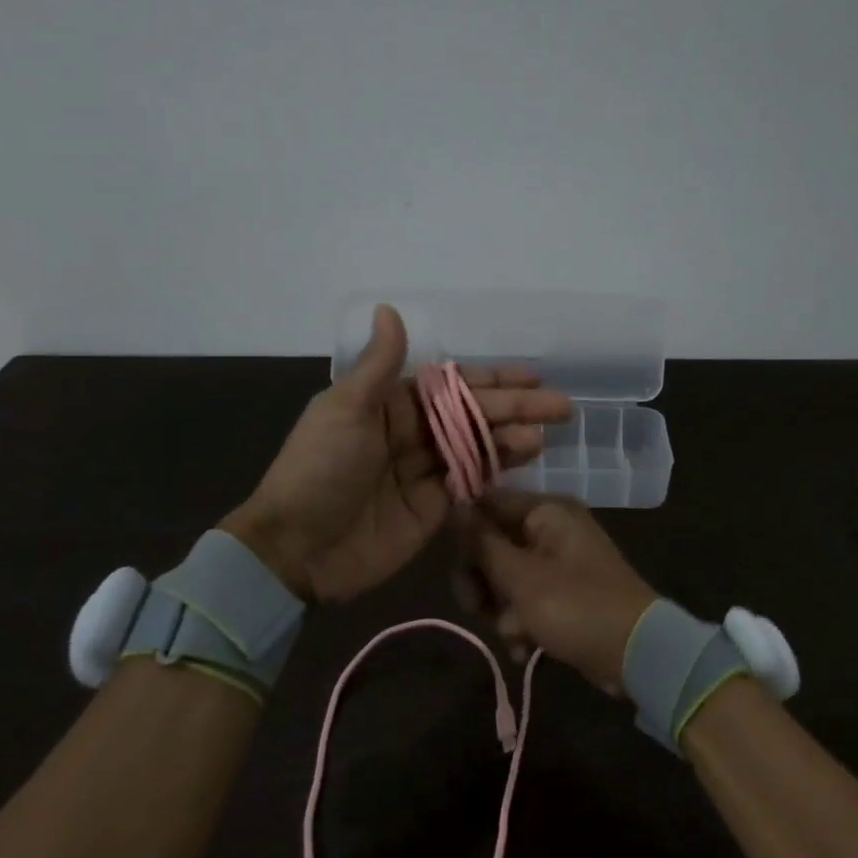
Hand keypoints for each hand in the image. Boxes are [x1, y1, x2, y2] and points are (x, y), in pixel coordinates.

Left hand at [221, 306, 571, 603]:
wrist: (297, 549)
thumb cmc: (319, 469)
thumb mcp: (344, 409)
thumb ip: (379, 365)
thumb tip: (389, 309)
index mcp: (389, 404)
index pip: (451, 384)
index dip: (492, 379)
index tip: (532, 375)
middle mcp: (411, 432)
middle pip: (472, 415)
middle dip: (515, 408)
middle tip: (560, 406)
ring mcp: (424, 471)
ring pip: (477, 447)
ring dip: (511, 438)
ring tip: (543, 435)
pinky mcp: (433, 508)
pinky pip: (471, 482)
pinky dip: (497, 470)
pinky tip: (525, 460)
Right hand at [454, 489, 658, 689]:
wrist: (636, 654)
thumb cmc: (575, 606)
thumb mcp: (520, 577)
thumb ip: (483, 542)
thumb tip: (455, 505)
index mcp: (547, 512)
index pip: (490, 503)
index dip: (466, 529)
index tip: (450, 559)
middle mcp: (552, 530)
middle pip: (494, 544)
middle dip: (481, 581)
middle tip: (475, 608)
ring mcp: (559, 563)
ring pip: (506, 576)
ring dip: (500, 608)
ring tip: (511, 634)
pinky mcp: (563, 594)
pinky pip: (527, 599)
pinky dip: (520, 622)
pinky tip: (523, 648)